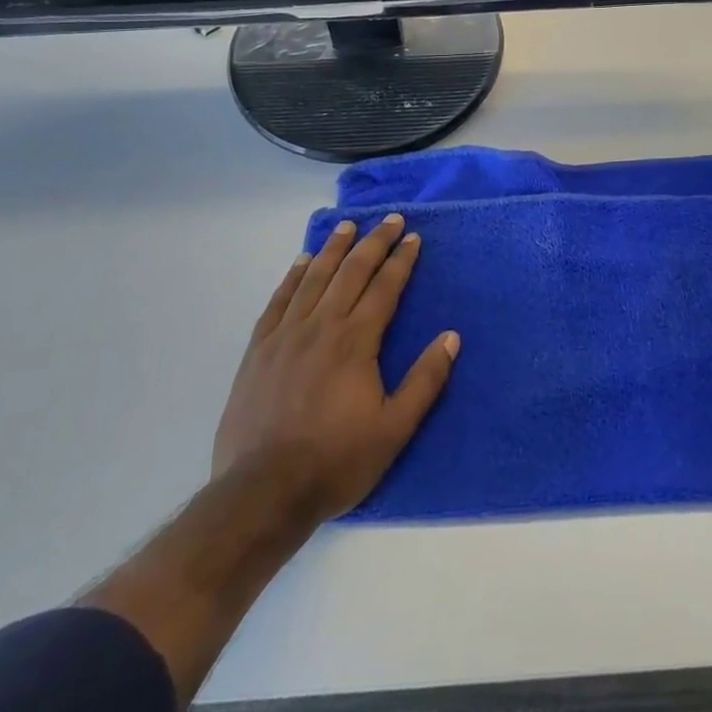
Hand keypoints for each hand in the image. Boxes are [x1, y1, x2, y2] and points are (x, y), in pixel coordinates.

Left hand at [212, 215, 458, 528]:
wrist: (263, 492)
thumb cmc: (336, 461)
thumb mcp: (394, 429)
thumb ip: (425, 380)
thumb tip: (451, 337)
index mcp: (355, 341)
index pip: (384, 288)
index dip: (401, 260)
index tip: (413, 237)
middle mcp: (321, 326)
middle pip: (351, 272)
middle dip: (373, 242)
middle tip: (389, 219)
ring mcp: (286, 335)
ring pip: (314, 278)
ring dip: (333, 248)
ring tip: (347, 226)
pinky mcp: (259, 349)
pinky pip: (279, 300)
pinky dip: (293, 276)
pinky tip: (302, 262)